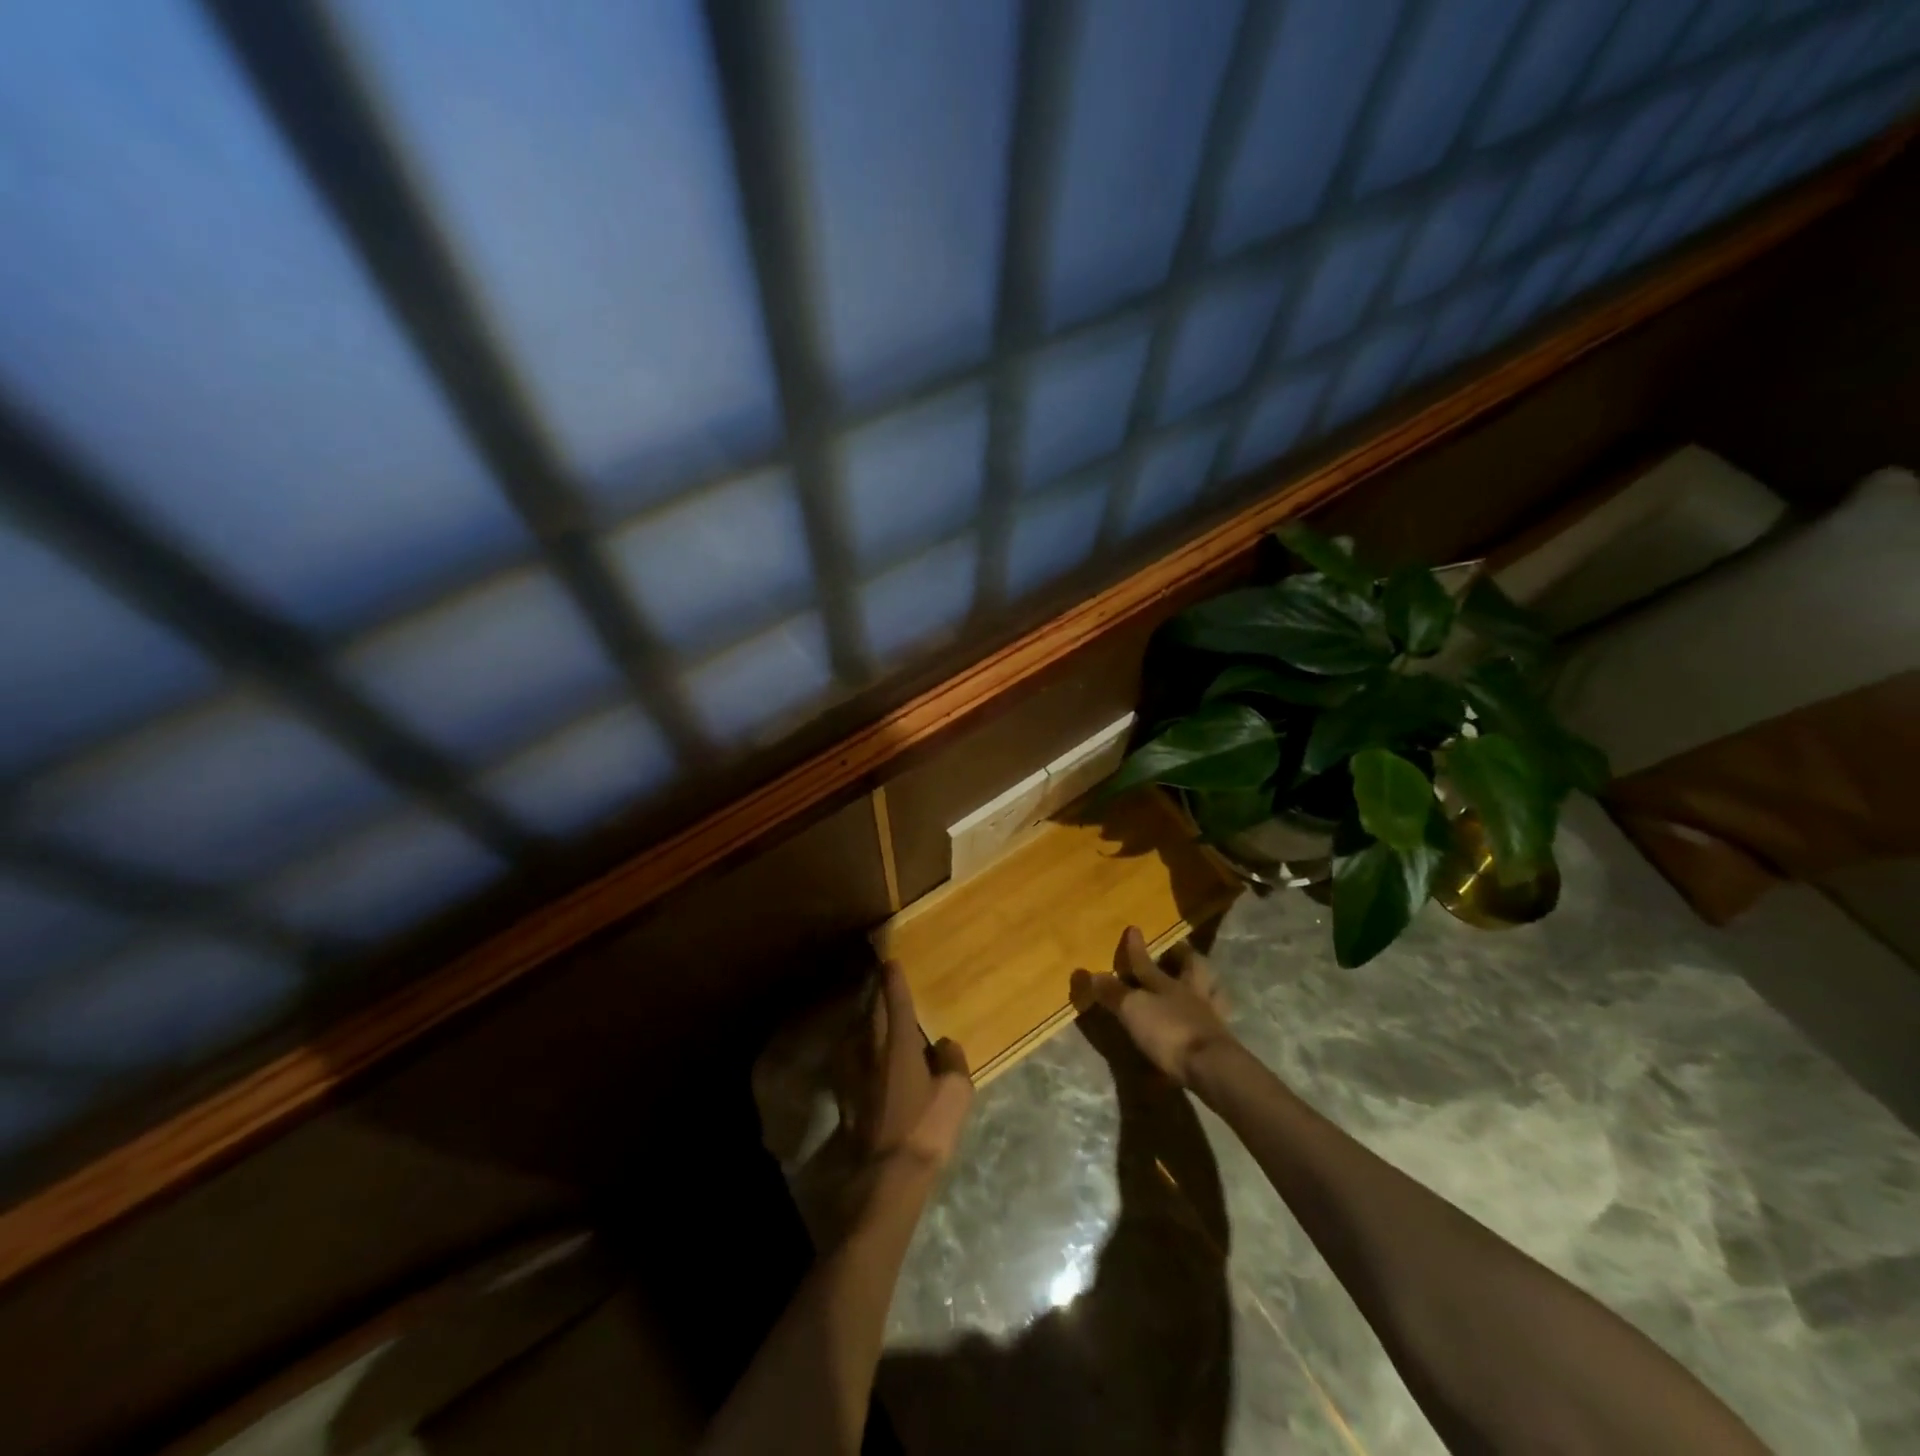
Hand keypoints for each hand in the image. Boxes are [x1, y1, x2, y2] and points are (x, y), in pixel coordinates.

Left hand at [848, 962, 973, 1170]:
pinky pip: (851, 1060)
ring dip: (864, 1021)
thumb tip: (943, 1043)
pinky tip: (862, 1057)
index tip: (890, 963)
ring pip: (856, 1035)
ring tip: (871, 1016)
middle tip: (879, 982)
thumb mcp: (956, 1091)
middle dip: (875, 995)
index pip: (896, 1002)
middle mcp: (872, 1050)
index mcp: (899, 1044)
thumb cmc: (926, 1127)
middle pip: (871, 1013)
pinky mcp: (845, 1097)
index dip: (894, 981)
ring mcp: (854, 1074)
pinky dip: (857, 1050)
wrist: (886, 1174)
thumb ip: (952, 1060)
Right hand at [1071, 926, 1234, 1086]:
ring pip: (1210, 992)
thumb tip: (1092, 974)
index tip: (1132, 928)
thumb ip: (1114, 993)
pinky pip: (1214, 1022)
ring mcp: (1210, 1017)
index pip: (1146, 962)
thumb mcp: (1134, 1010)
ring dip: (1203, 985)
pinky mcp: (1220, 1043)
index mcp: (1168, 983)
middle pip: (1192, 968)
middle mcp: (1191, 994)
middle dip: (1184, 957)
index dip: (1136, 947)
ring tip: (1196, 984)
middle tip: (1179, 949)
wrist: (1211, 1068)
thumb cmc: (1169, 1031)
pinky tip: (1202, 1023)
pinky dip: (1208, 1018)